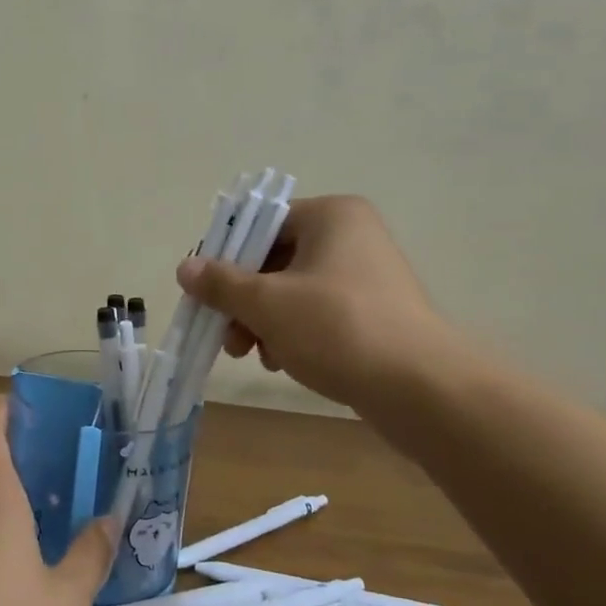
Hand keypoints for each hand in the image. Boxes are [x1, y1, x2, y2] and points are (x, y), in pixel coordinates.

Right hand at [175, 194, 462, 411]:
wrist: (421, 389)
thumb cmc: (337, 328)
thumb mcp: (267, 303)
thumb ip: (221, 283)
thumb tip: (185, 267)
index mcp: (331, 216)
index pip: (261, 224)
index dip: (226, 258)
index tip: (205, 293)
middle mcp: (352, 236)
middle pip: (274, 260)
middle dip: (244, 301)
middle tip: (227, 336)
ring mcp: (367, 275)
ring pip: (293, 291)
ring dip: (264, 322)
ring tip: (254, 356)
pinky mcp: (375, 312)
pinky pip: (319, 313)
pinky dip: (293, 333)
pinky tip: (283, 362)